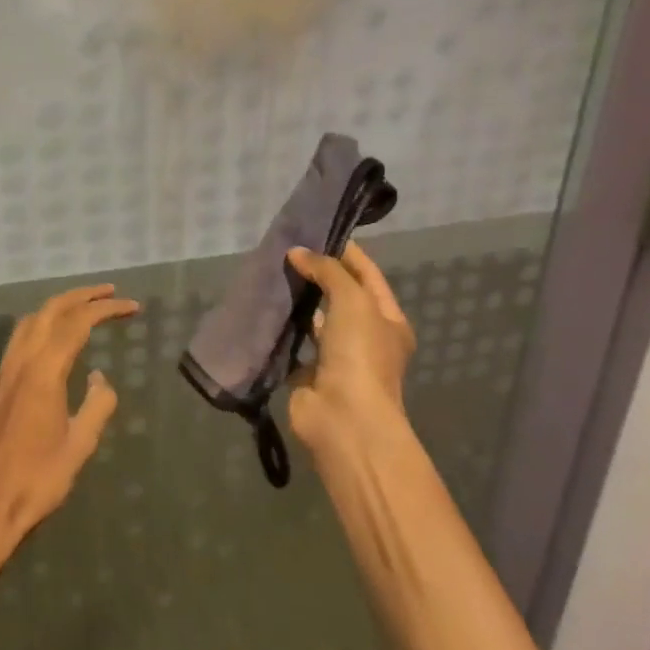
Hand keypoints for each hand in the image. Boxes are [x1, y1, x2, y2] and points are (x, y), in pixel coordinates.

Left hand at [0, 284, 136, 578]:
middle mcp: (20, 362)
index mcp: (43, 372)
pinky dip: (42, 325)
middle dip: (81, 296)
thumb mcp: (79, 446)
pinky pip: (20, 339)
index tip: (131, 306)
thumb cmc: (37, 481)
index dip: (105, 309)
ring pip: (30, 321)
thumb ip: (96, 406)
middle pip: (50, 311)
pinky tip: (54, 339)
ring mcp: (4, 372)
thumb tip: (100, 379)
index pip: (77, 324)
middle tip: (109, 292)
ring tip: (84, 307)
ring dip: (58, 307)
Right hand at [284, 242, 416, 454]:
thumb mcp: (352, 300)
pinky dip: (280, 326)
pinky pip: (292, 342)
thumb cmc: (360, 354)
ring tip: (270, 272)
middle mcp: (365, 336)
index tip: (316, 230)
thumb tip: (296, 252)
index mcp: (387, 319)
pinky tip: (263, 305)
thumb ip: (327, 270)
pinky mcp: (308, 373)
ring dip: (297, 300)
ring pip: (314, 319)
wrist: (344, 420)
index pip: (367, 274)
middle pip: (339, 295)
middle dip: (316, 273)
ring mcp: (336, 356)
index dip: (345, 251)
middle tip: (285, 249)